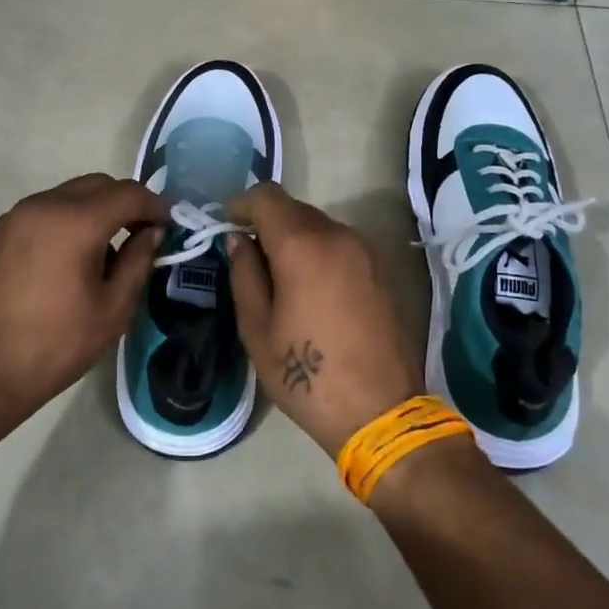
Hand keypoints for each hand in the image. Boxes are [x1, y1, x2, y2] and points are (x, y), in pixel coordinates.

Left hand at [0, 174, 164, 419]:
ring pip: (69, 194)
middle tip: (142, 235)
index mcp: (75, 222)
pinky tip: (70, 258)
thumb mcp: (114, 309)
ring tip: (105, 251)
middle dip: (125, 203)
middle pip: (97, 185)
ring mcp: (15, 216)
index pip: (128, 194)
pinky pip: (44, 211)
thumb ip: (139, 261)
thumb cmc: (57, 344)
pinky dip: (67, 220)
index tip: (169, 226)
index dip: (155, 206)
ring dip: (95, 210)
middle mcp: (43, 206)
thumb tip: (153, 233)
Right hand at [225, 184, 422, 457]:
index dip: (240, 205)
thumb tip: (239, 240)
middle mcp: (338, 235)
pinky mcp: (382, 269)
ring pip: (319, 226)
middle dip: (267, 223)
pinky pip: (340, 245)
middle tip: (249, 257)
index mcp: (303, 245)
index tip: (226, 228)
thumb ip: (244, 274)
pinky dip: (319, 252)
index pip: (266, 196)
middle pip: (293, 208)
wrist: (381, 412)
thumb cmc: (307, 375)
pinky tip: (312, 289)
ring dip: (294, 238)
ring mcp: (366, 251)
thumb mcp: (257, 328)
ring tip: (280, 278)